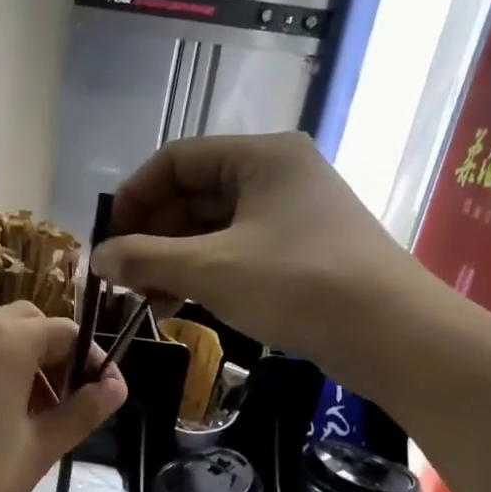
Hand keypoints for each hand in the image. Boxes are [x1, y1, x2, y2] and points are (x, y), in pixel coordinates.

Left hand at [0, 303, 127, 491]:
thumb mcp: (39, 449)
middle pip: (27, 323)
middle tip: (68, 401)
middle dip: (55, 353)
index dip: (91, 359)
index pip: (64, 330)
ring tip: (35, 415)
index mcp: (4, 342)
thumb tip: (116, 385)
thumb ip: (82, 411)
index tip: (103, 395)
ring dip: (23, 361)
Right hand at [92, 133, 452, 385]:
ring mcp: (291, 214)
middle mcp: (277, 175)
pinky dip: (204, 273)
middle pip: (194, 194)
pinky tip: (180, 304)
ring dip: (174, 260)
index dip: (135, 196)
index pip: (176, 159)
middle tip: (122, 277)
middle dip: (152, 236)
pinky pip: (236, 251)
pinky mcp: (300, 251)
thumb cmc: (297, 284)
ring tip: (145, 299)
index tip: (108, 237)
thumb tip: (97, 257)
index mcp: (260, 157)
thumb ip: (146, 259)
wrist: (392, 334)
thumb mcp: (211, 269)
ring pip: (213, 227)